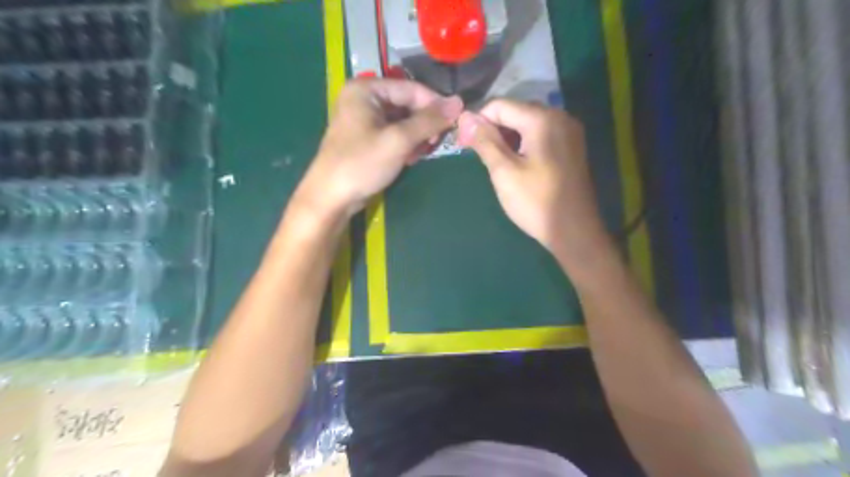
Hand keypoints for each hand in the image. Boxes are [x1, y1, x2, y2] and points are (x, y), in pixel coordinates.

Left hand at [295, 79, 463, 219]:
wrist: (331, 198)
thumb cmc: (361, 164)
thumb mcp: (398, 141)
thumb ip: (428, 121)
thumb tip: (459, 102)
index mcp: (366, 89)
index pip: (411, 89)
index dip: (435, 104)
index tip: (455, 122)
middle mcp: (364, 99)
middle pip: (407, 104)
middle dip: (424, 124)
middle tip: (436, 143)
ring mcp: (364, 120)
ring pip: (403, 121)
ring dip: (417, 137)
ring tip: (422, 153)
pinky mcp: (367, 139)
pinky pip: (394, 134)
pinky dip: (406, 144)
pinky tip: (410, 158)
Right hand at [459, 99, 611, 260]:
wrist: (574, 231)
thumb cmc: (536, 202)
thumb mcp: (504, 171)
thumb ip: (485, 141)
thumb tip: (465, 117)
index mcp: (542, 119)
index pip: (500, 106)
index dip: (478, 121)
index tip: (464, 144)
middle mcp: (560, 117)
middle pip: (516, 111)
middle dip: (493, 129)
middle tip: (478, 155)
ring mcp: (569, 132)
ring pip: (528, 123)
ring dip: (507, 137)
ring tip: (495, 162)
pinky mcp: (571, 147)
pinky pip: (541, 135)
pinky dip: (523, 143)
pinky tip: (516, 163)